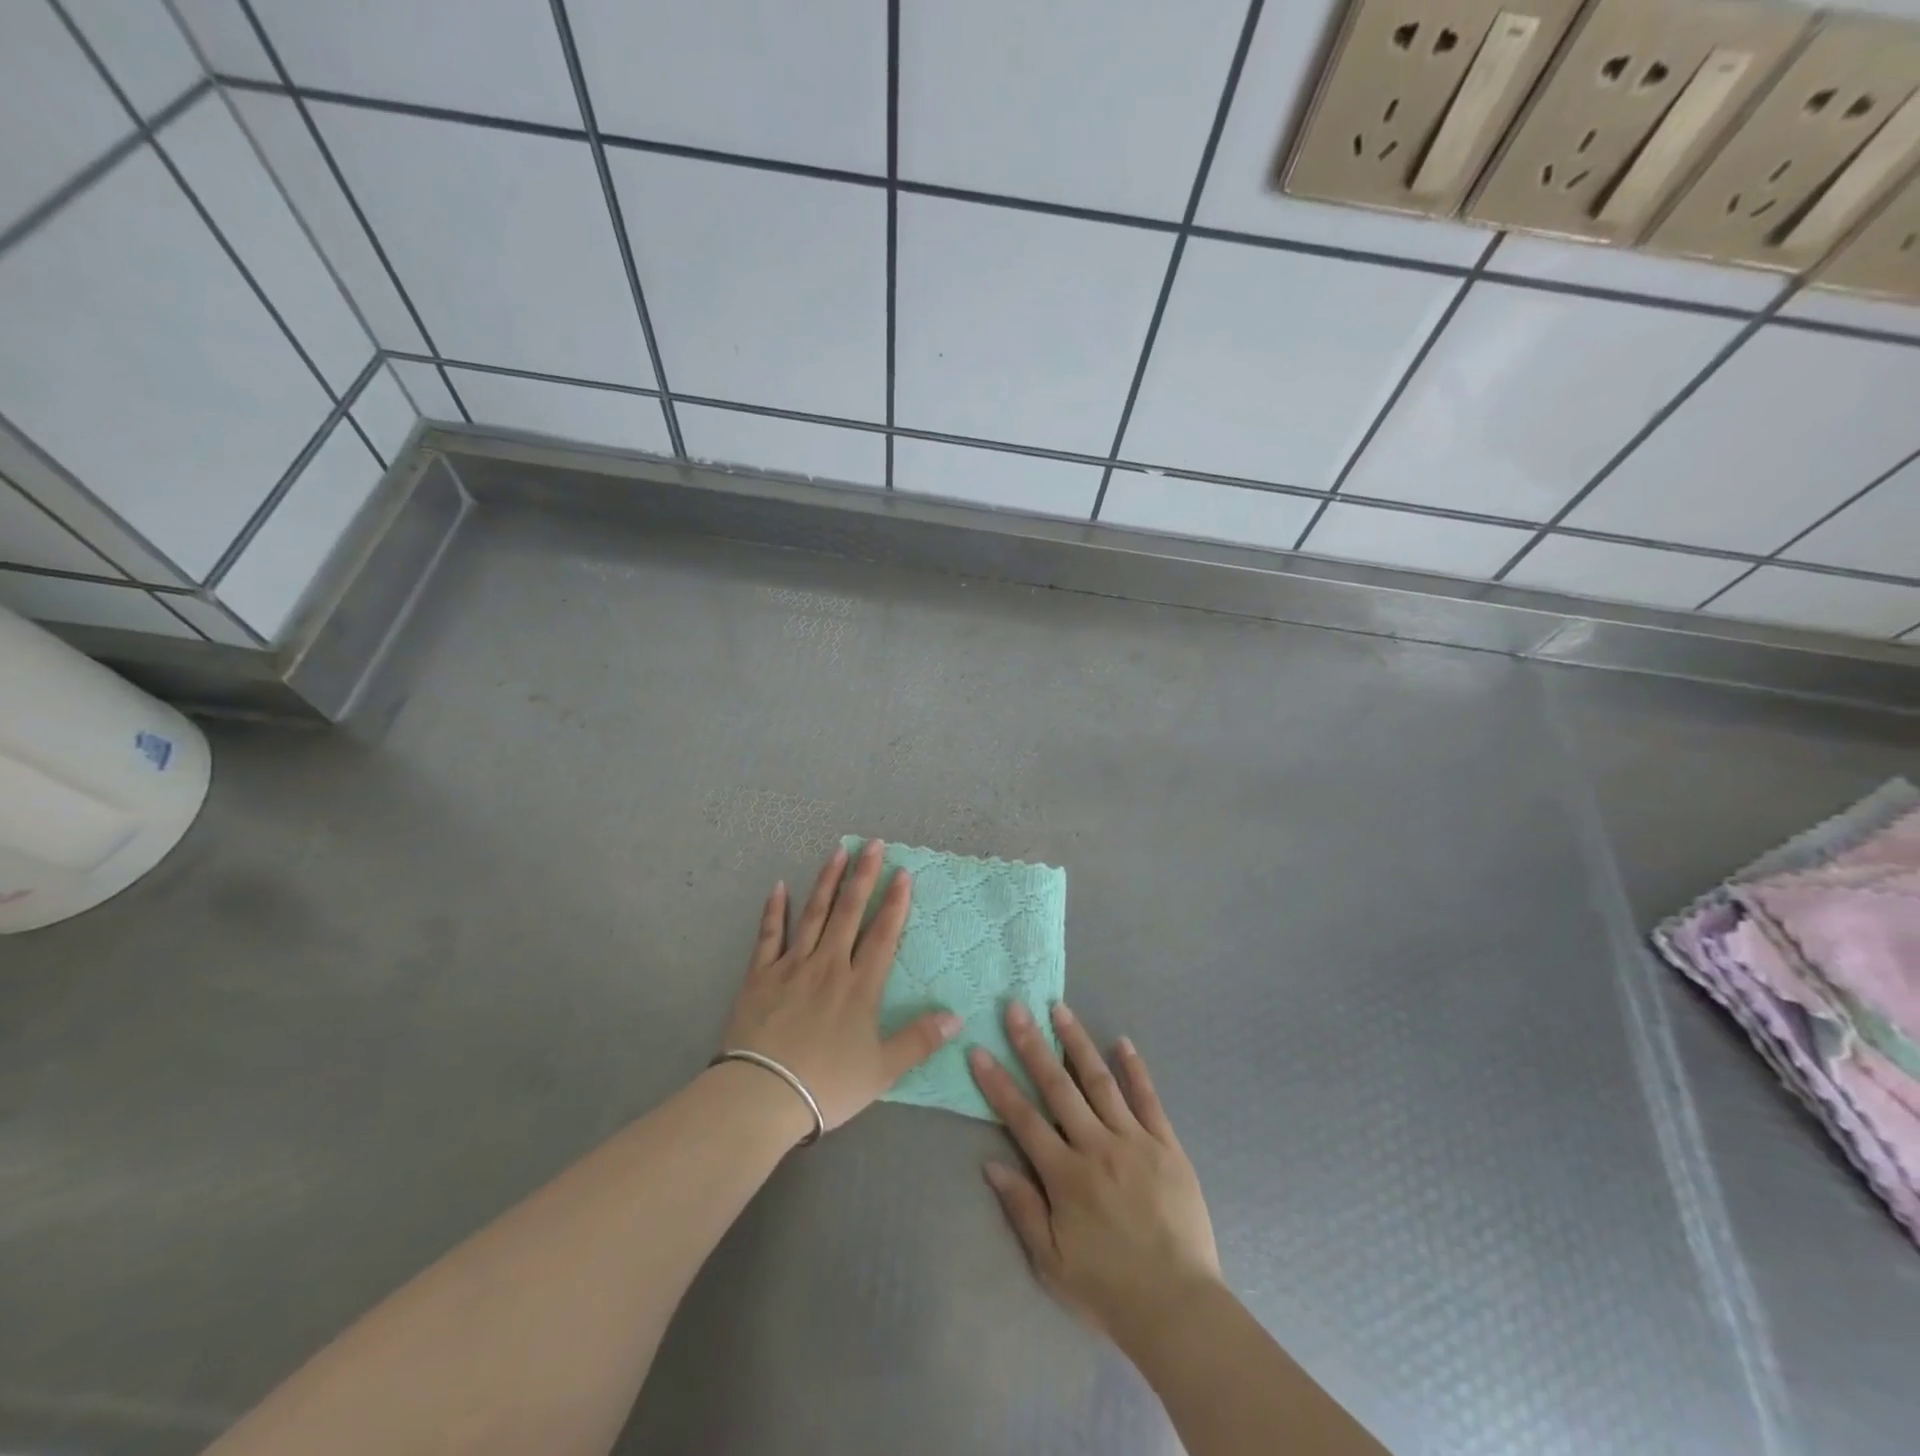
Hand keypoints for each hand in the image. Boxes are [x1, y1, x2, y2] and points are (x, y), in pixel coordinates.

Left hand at [721, 839, 959, 1134]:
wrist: (762, 1095)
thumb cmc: (827, 1084)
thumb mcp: (882, 1070)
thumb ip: (919, 1041)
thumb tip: (957, 1018)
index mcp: (860, 986)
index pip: (883, 934)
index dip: (895, 902)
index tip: (903, 873)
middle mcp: (829, 965)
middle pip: (849, 912)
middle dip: (864, 876)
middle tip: (873, 844)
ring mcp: (792, 966)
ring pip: (814, 914)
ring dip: (827, 881)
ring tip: (838, 851)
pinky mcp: (760, 975)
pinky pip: (769, 935)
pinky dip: (775, 910)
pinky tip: (779, 887)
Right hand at [970, 1002, 1221, 1347]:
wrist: (1178, 1307)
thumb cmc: (1107, 1288)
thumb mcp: (1051, 1262)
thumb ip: (1022, 1208)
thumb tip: (990, 1163)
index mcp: (1065, 1175)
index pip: (1023, 1118)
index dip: (998, 1083)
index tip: (979, 1050)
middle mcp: (1097, 1146)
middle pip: (1058, 1086)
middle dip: (1033, 1044)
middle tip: (1017, 1008)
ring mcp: (1134, 1141)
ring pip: (1100, 1081)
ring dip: (1077, 1042)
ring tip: (1060, 1009)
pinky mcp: (1167, 1145)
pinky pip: (1149, 1099)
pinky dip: (1135, 1069)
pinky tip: (1122, 1042)